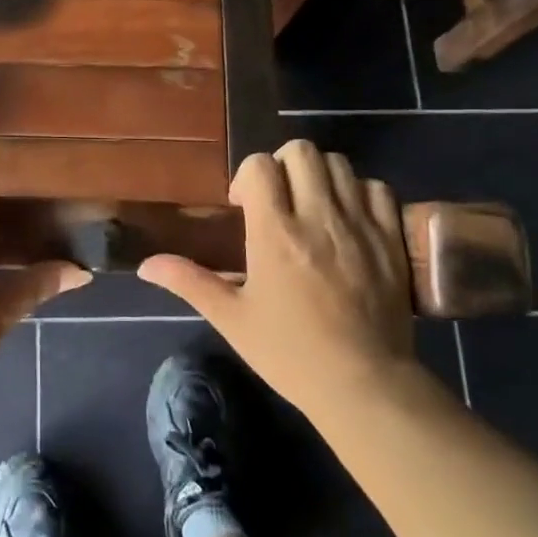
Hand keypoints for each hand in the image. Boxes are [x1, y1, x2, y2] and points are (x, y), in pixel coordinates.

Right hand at [138, 139, 415, 416]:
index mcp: (275, 233)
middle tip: (278, 197)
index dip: (247, 175)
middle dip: (283, 164)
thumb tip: (145, 265)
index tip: (245, 206)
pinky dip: (360, 192)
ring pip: (340, 164)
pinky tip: (349, 217)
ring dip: (320, 175)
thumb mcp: (232, 319)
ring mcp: (360, 225)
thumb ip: (189, 281)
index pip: (260, 165)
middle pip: (301, 152)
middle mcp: (318, 217)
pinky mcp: (392, 238)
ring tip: (313, 205)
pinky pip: (378, 188)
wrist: (364, 384)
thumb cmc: (290, 353)